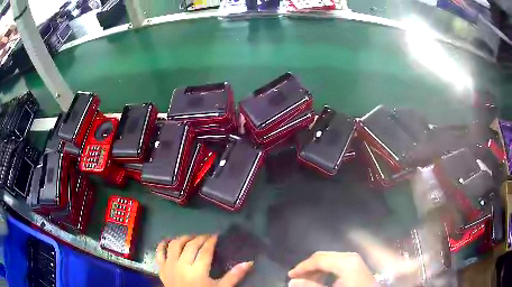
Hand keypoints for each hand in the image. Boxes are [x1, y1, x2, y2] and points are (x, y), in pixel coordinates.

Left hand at [156, 234, 252, 286]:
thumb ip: (234, 275)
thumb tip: (249, 262)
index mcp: (198, 270)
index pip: (205, 250)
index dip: (211, 241)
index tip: (216, 235)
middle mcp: (182, 265)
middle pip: (190, 245)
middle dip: (200, 238)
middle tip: (207, 236)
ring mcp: (170, 266)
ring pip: (174, 245)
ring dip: (183, 238)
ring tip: (191, 237)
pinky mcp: (161, 269)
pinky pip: (159, 253)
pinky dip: (162, 245)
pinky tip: (168, 241)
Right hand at [288, 252, 375, 286]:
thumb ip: (311, 286)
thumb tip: (292, 281)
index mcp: (345, 261)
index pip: (318, 259)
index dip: (302, 267)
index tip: (290, 276)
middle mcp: (350, 256)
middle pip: (324, 257)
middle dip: (308, 267)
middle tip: (296, 279)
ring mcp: (354, 260)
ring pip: (330, 260)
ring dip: (316, 270)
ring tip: (307, 281)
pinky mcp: (356, 265)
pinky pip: (336, 264)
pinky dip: (326, 271)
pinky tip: (321, 280)